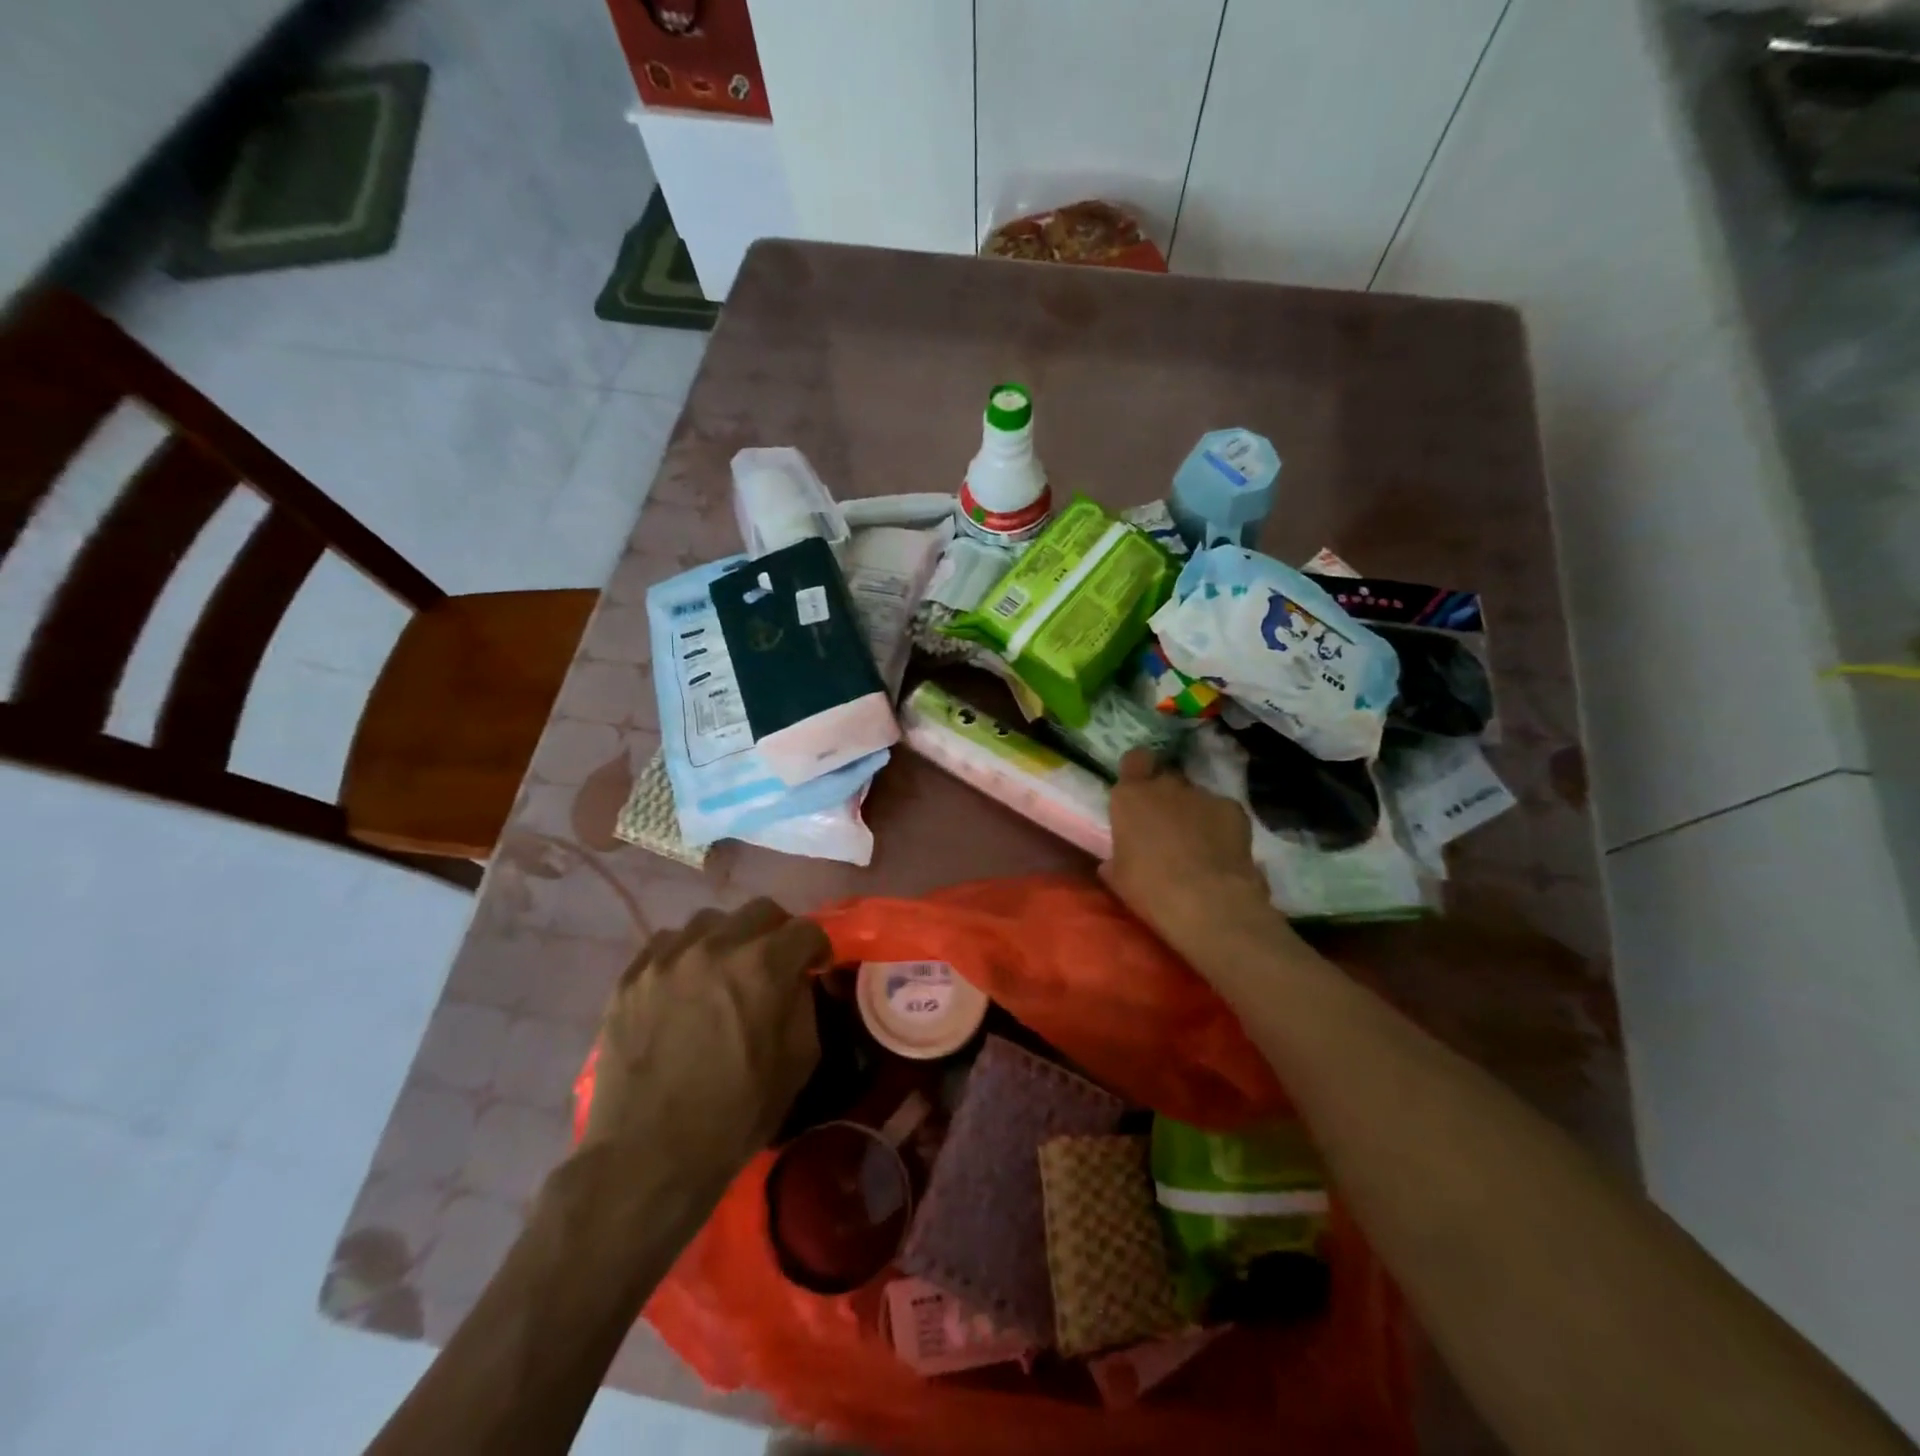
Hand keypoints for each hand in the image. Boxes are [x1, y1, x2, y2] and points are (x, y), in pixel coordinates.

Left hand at [584, 899, 827, 1195]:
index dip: (817, 946)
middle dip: (777, 932)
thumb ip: (804, 1004)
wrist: (648, 1156)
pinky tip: (684, 985)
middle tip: (774, 963)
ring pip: (711, 920)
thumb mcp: (797, 1063)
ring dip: (729, 939)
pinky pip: (668, 942)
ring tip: (724, 971)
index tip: (815, 965)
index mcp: (763, 966)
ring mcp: (668, 956)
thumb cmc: (735, 1115)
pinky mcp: (632, 975)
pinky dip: (685, 954)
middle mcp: (717, 946)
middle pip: (760, 909)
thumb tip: (799, 978)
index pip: (805, 929)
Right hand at [1101, 749, 1297, 969]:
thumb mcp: (1119, 877)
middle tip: (1166, 826)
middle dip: (1166, 797)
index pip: (1135, 760)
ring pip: (1195, 797)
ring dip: (1193, 813)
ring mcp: (1202, 794)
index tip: (1140, 788)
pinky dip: (1220, 825)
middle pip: (1165, 779)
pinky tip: (1222, 851)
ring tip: (1198, 845)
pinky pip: (1221, 811)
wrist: (1206, 900)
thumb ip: (1116, 858)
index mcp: (1130, 797)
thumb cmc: (1150, 888)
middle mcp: (1165, 786)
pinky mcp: (1233, 808)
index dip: (1139, 770)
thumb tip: (1112, 862)